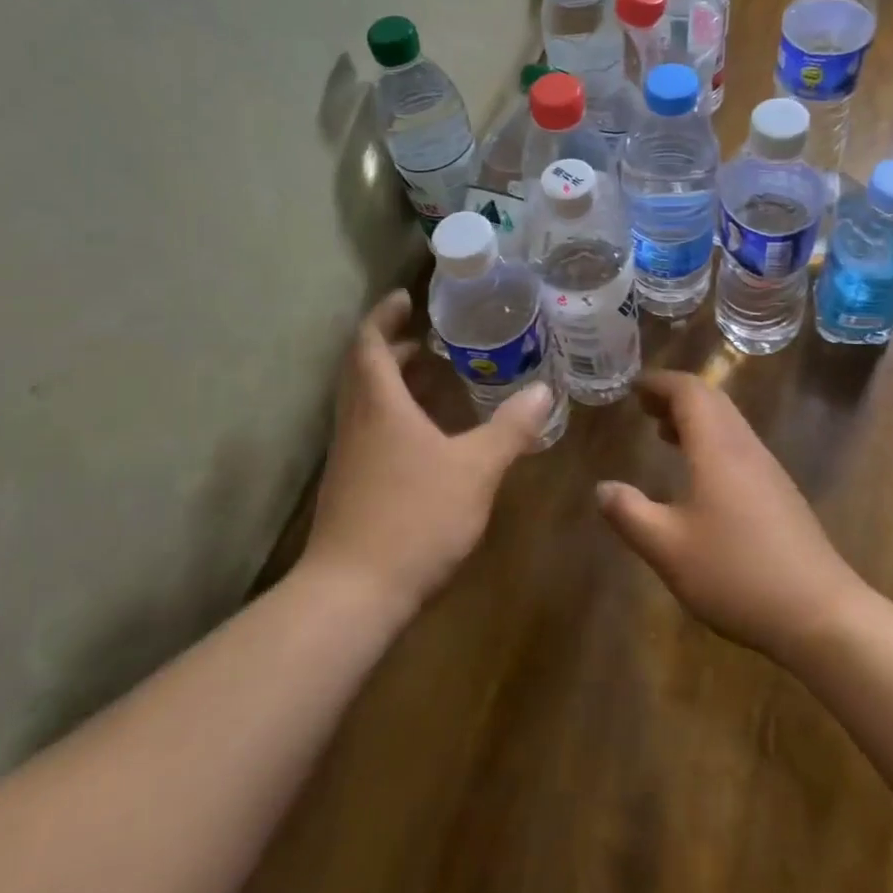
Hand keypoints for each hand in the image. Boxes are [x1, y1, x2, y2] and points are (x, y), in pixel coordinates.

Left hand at [299, 290, 551, 620]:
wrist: (352, 594)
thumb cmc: (414, 517)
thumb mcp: (476, 469)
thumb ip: (511, 428)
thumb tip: (544, 390)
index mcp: (378, 404)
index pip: (370, 342)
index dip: (385, 315)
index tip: (406, 297)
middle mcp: (356, 422)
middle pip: (363, 369)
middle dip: (392, 346)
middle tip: (428, 338)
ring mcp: (348, 457)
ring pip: (364, 401)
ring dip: (391, 381)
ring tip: (431, 377)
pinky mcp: (349, 486)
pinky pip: (368, 430)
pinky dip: (392, 414)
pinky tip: (424, 436)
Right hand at [597, 370, 864, 663]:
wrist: (821, 613)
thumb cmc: (736, 574)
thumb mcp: (668, 549)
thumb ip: (630, 514)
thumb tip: (602, 488)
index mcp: (718, 448)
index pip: (689, 392)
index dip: (660, 383)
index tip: (633, 387)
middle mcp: (745, 447)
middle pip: (712, 400)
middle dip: (676, 396)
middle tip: (644, 407)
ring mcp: (768, 469)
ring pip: (729, 423)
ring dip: (695, 419)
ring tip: (664, 433)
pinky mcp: (780, 493)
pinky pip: (740, 446)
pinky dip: (712, 441)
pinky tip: (699, 476)